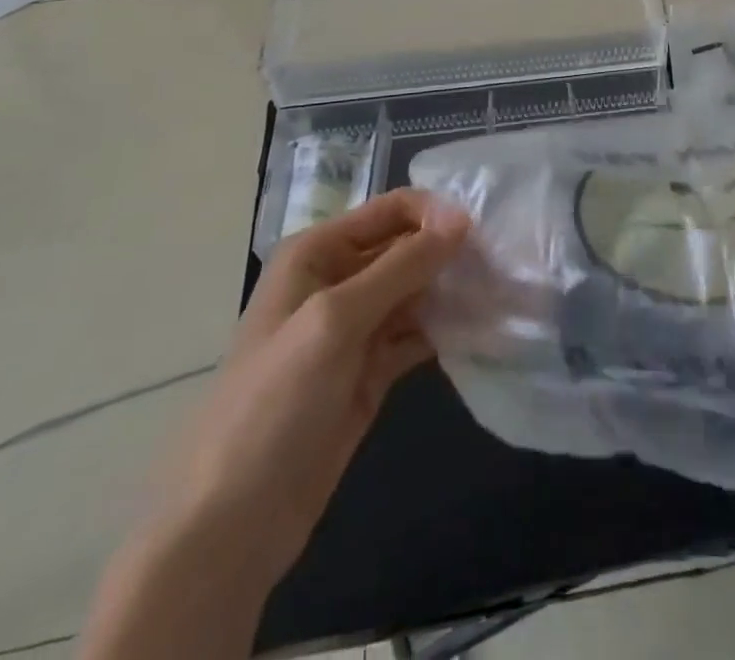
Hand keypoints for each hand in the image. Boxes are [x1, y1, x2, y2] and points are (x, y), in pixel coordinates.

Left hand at [164, 191, 470, 585]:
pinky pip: (417, 333)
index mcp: (318, 253)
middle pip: (408, 248)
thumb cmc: (274, 403)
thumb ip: (401, 266)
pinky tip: (481, 328)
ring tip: (501, 292)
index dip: (435, 214)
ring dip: (454, 290)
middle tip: (502, 263)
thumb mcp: (335, 320)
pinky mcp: (371, 370)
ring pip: (418, 291)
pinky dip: (447, 329)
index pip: (390, 210)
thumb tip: (461, 219)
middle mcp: (339, 280)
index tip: (481, 233)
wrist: (232, 523)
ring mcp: (356, 329)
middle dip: (451, 252)